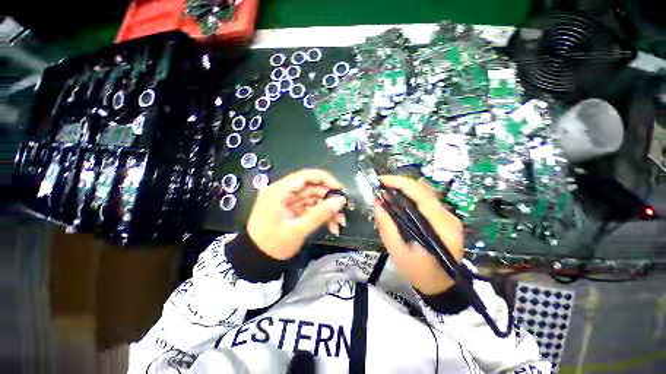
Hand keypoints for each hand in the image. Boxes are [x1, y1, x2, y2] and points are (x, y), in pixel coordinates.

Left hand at [247, 169, 346, 259]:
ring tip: (339, 222)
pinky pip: (310, 207)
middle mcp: (284, 191)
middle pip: (312, 187)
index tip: (340, 190)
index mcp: (280, 190)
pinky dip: (321, 215)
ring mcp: (288, 200)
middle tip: (342, 211)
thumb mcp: (298, 230)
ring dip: (327, 209)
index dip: (326, 180)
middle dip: (329, 199)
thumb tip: (341, 200)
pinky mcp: (292, 209)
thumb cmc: (273, 244)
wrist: (255, 260)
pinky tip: (331, 225)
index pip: (306, 176)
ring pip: (313, 198)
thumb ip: (320, 214)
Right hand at [374, 176, 463, 294]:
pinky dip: (410, 197)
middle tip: (381, 186)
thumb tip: (377, 203)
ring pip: (425, 193)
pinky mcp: (445, 219)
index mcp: (440, 227)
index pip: (421, 194)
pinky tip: (398, 201)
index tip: (382, 180)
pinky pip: (426, 201)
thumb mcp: (398, 252)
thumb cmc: (418, 272)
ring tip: (387, 192)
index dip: (400, 183)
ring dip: (404, 189)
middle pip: (424, 190)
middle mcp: (448, 217)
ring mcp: (449, 217)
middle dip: (400, 184)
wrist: (441, 286)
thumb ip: (387, 227)